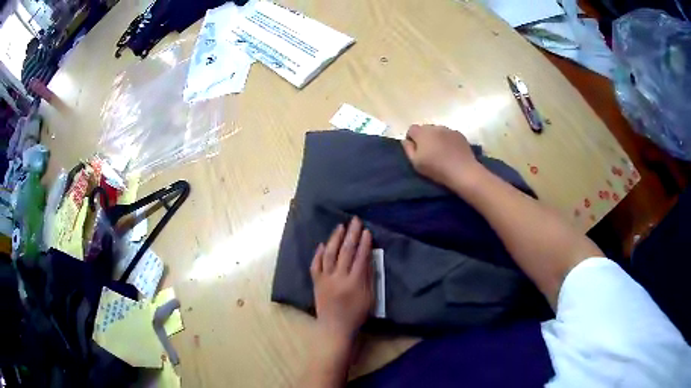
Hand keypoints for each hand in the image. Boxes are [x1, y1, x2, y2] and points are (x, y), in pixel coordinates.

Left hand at [310, 217, 373, 341]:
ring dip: (335, 239)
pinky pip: (315, 265)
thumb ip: (369, 277)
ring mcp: (325, 280)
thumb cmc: (356, 315)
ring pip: (329, 254)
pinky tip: (322, 244)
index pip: (361, 258)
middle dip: (351, 234)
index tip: (367, 230)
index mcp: (355, 283)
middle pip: (346, 252)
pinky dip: (318, 254)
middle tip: (355, 221)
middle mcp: (339, 278)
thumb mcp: (369, 298)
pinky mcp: (316, 283)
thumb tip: (368, 257)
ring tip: (340, 226)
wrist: (335, 328)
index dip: (364, 243)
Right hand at [402, 124, 483, 188]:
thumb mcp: (416, 163)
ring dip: (436, 138)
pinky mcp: (459, 134)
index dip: (411, 139)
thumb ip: (408, 149)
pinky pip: (449, 134)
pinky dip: (448, 140)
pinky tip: (451, 152)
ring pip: (438, 131)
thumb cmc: (436, 168)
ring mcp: (448, 129)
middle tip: (428, 152)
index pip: (411, 129)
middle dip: (424, 137)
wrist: (462, 171)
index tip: (415, 150)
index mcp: (422, 133)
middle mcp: (435, 127)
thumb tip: (405, 141)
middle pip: (425, 129)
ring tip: (441, 152)